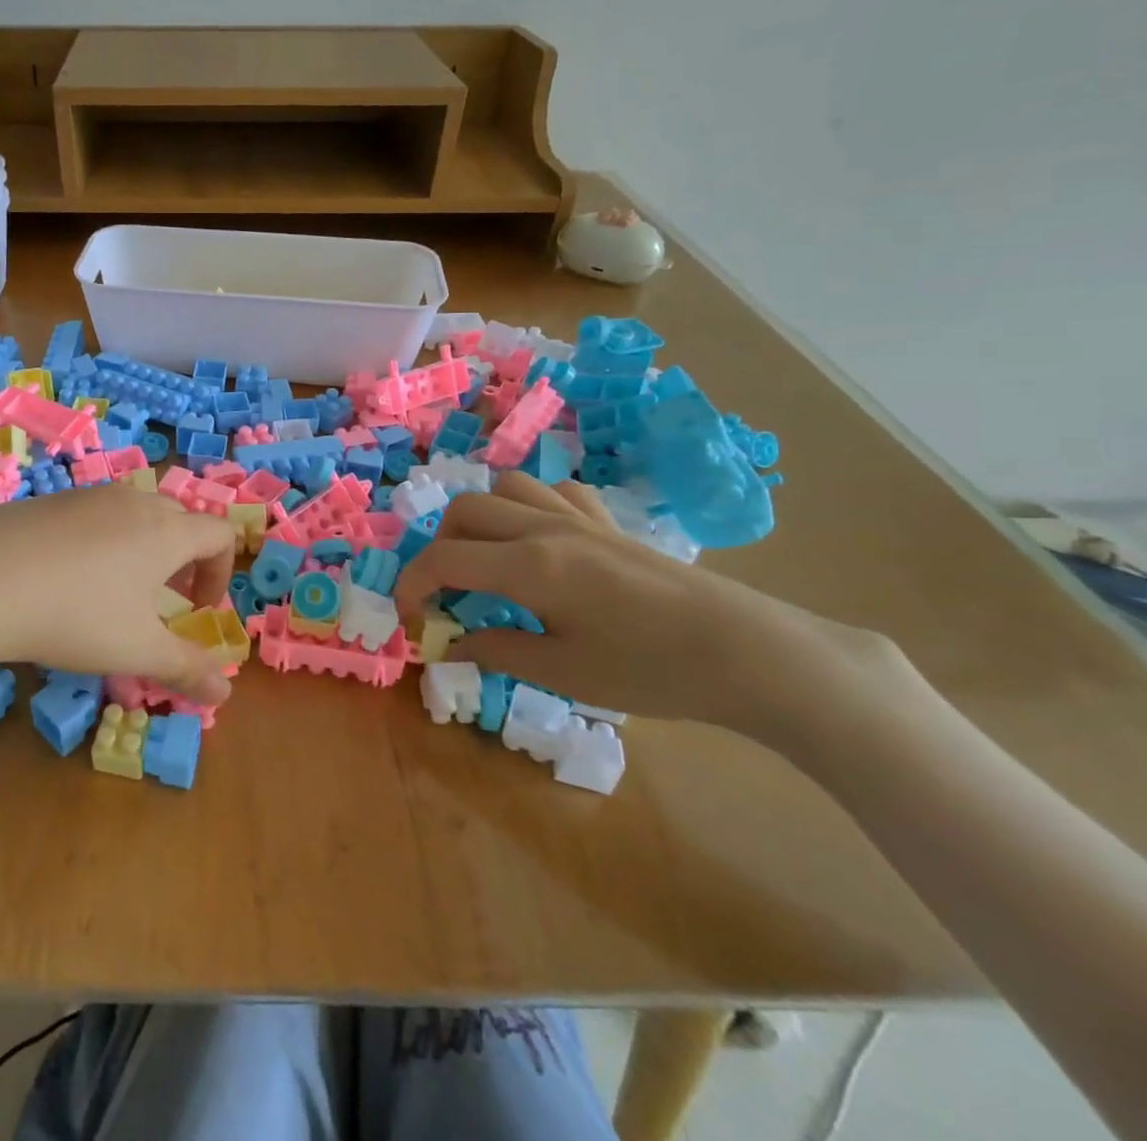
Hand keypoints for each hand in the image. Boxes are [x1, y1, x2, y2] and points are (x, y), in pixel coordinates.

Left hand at [0, 485, 237, 703]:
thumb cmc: (75, 615)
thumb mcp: (136, 650)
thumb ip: (186, 669)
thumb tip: (225, 694)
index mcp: (166, 530)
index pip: (219, 535)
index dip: (220, 573)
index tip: (199, 611)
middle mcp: (132, 502)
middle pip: (178, 519)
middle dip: (183, 560)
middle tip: (163, 602)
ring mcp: (86, 496)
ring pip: (134, 514)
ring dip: (142, 549)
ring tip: (115, 592)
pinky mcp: (48, 502)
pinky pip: (93, 516)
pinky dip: (101, 542)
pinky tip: (65, 580)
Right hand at [394, 476, 905, 734]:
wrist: (749, 653)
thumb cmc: (652, 670)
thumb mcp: (564, 672)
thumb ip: (498, 651)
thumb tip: (453, 644)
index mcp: (528, 566)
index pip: (443, 559)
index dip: (412, 585)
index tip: (410, 617)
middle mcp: (544, 528)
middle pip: (465, 511)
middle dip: (440, 548)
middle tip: (448, 593)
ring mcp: (579, 518)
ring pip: (506, 487)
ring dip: (481, 518)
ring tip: (487, 559)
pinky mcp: (609, 522)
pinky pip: (554, 491)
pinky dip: (530, 507)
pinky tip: (541, 540)